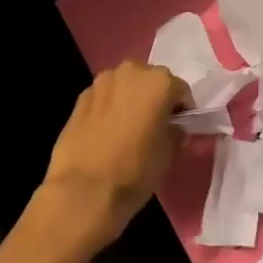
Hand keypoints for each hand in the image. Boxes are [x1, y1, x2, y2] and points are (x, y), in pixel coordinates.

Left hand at [36, 61, 188, 254]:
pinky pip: (104, 98)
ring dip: (130, 100)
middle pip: (150, 81)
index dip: (182, 109)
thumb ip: (174, 132)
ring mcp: (101, 83)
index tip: (180, 127)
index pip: (180, 90)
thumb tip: (172, 128)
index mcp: (159, 82)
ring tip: (129, 129)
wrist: (84, 189)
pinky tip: (107, 133)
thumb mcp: (168, 154)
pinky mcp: (79, 98)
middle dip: (154, 99)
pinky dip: (109, 108)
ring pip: (124, 86)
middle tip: (155, 125)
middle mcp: (130, 72)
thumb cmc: (136, 169)